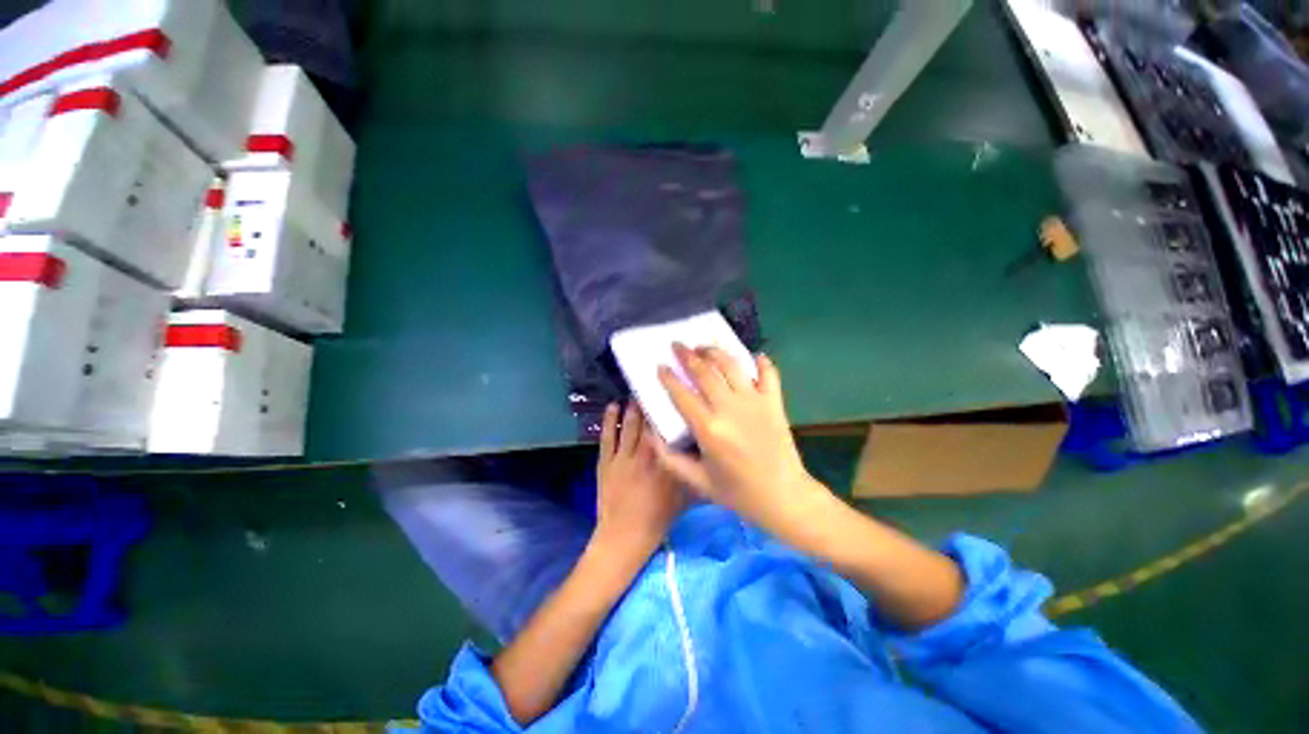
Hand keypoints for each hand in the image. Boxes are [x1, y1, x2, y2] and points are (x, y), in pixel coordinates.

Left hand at [594, 402, 686, 561]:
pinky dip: (609, 421)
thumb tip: (705, 456)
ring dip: (632, 408)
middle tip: (653, 388)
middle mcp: (645, 456)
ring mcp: (622, 458)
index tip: (672, 399)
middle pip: (648, 425)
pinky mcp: (605, 462)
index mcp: (665, 465)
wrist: (624, 538)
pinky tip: (612, 406)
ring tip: (635, 393)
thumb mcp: (683, 499)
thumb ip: (693, 476)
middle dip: (650, 405)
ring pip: (629, 427)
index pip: (668, 433)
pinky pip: (607, 437)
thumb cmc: (657, 519)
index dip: (669, 414)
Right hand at [655, 343, 827, 539]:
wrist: (783, 497)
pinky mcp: (774, 402)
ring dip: (715, 352)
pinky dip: (762, 362)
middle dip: (687, 355)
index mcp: (708, 429)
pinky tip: (754, 355)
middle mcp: (730, 408)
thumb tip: (652, 433)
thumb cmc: (738, 493)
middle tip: (677, 345)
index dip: (668, 377)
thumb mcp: (697, 481)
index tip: (660, 365)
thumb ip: (670, 458)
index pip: (681, 394)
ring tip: (704, 346)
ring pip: (731, 365)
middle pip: (704, 372)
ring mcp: (754, 402)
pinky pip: (768, 374)